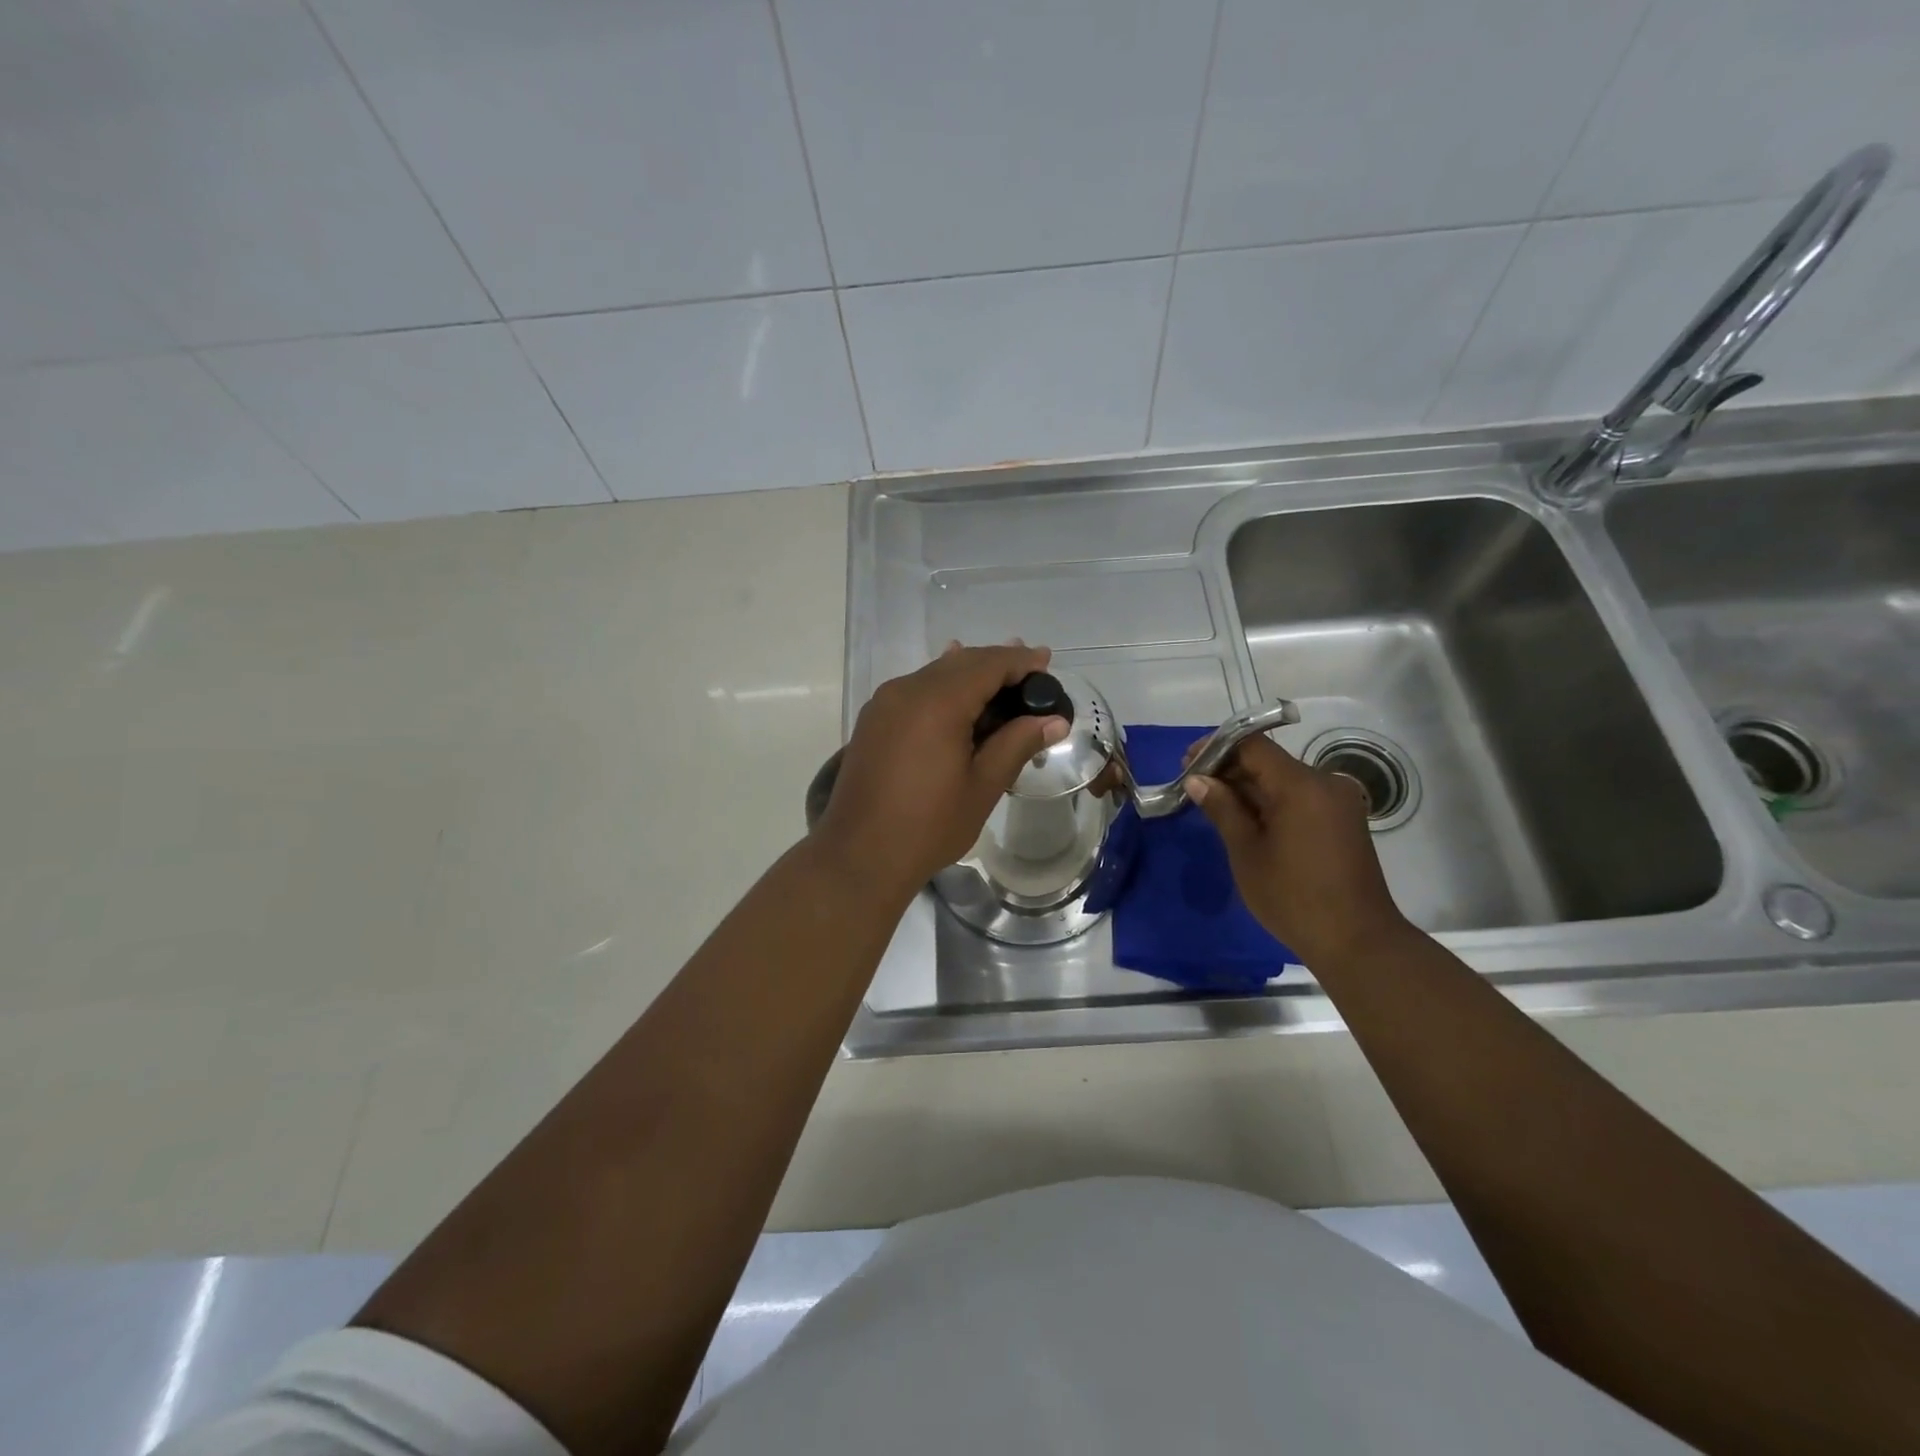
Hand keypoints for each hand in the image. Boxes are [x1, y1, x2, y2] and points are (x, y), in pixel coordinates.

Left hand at [812, 643, 1069, 894]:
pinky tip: (958, 699)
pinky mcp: (873, 720)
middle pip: (961, 662)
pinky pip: (916, 690)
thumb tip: (1055, 721)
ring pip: (936, 674)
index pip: (987, 664)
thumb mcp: (982, 787)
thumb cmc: (928, 826)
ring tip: (1002, 683)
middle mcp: (907, 690)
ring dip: (970, 675)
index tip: (1046, 662)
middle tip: (1031, 673)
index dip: (1020, 662)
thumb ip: (1017, 744)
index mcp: (937, 702)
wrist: (859, 855)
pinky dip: (944, 689)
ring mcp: (885, 703)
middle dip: (997, 664)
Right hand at [1184, 733, 1411, 967]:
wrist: (1357, 941)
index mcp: (1301, 785)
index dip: (1216, 748)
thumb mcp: (1246, 852)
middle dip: (1230, 770)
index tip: (1187, 765)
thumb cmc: (1293, 897)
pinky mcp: (1344, 820)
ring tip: (1216, 808)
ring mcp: (1339, 801)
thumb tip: (1197, 779)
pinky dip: (1272, 802)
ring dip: (1250, 788)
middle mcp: (1325, 783)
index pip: (1253, 745)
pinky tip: (1249, 822)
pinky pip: (1301, 797)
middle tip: (1195, 789)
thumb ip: (1222, 808)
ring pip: (1284, 780)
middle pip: (1270, 761)